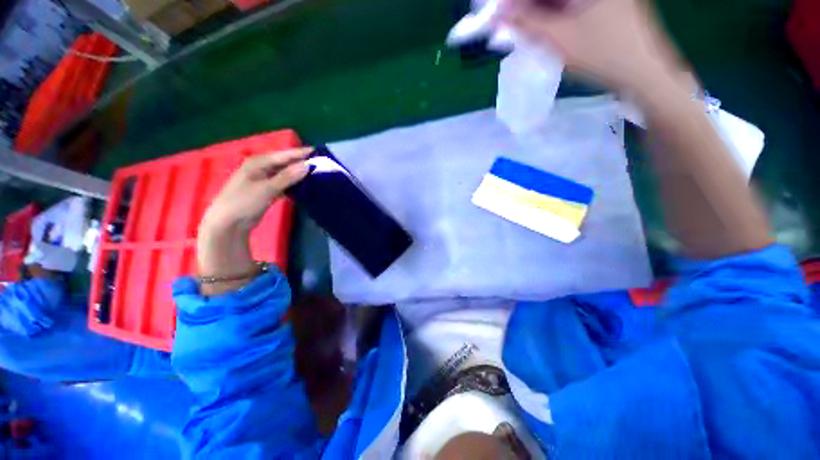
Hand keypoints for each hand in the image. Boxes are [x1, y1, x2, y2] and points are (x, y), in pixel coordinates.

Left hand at [200, 148, 311, 233]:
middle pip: (285, 164)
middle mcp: (261, 169)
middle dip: (301, 164)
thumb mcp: (267, 188)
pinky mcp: (267, 192)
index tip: (317, 152)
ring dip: (299, 176)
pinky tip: (305, 188)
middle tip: (320, 165)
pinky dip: (293, 186)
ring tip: (316, 176)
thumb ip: (288, 177)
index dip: (300, 153)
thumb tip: (307, 166)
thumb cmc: (244, 202)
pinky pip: (284, 185)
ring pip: (286, 175)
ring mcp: (264, 181)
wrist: (229, 224)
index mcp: (258, 163)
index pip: (283, 155)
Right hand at [504, 0, 681, 92]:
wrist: (643, 73)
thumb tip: (498, 14)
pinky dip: (555, 12)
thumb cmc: (602, 55)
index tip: (499, 13)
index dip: (515, 0)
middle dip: (527, 5)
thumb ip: (526, 24)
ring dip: (540, 9)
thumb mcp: (558, 39)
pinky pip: (573, 3)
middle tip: (509, 22)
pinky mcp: (608, 2)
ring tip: (523, 27)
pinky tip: (544, 25)